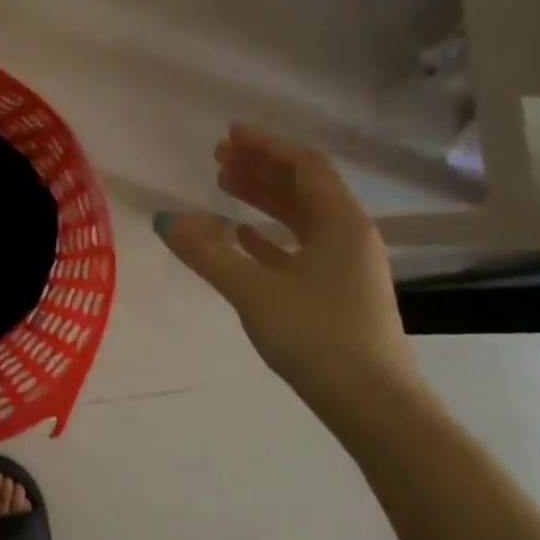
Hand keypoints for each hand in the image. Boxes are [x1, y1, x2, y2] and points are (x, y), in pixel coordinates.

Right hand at [155, 125, 423, 425]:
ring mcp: (345, 265)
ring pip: (301, 217)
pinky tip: (243, 235)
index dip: (267, 146)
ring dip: (264, 198)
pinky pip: (300, 247)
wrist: (373, 405)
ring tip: (223, 185)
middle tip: (219, 156)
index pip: (305, 167)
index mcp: (341, 224)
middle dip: (261, 168)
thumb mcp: (254, 292)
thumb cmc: (318, 338)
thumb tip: (166, 220)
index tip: (229, 134)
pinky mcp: (336, 292)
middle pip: (304, 187)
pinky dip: (270, 234)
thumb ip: (208, 254)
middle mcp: (348, 236)